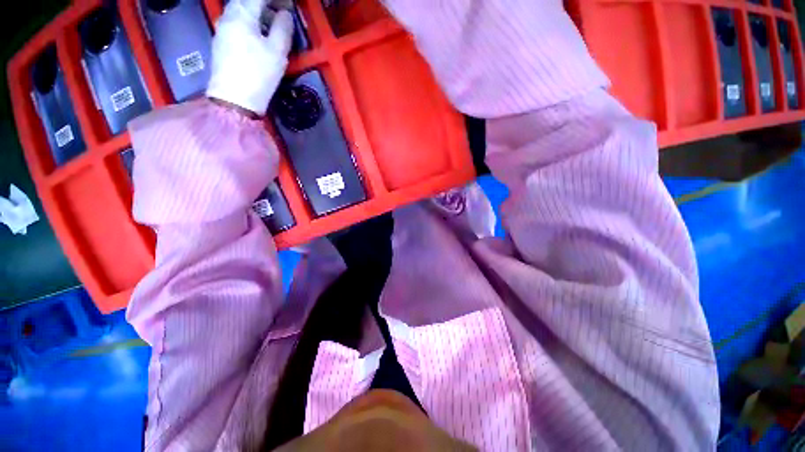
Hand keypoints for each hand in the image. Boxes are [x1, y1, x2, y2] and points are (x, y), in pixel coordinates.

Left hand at [206, 0, 293, 115]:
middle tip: (281, 13)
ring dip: (257, 13)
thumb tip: (285, 15)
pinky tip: (258, 35)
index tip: (289, 6)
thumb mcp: (277, 52)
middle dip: (265, 4)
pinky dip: (249, 22)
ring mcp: (222, 29)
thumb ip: (282, 29)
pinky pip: (236, 22)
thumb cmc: (258, 74)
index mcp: (242, 14)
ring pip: (240, 11)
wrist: (234, 99)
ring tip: (272, 25)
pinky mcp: (221, 42)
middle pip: (246, 1)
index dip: (276, 0)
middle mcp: (228, 16)